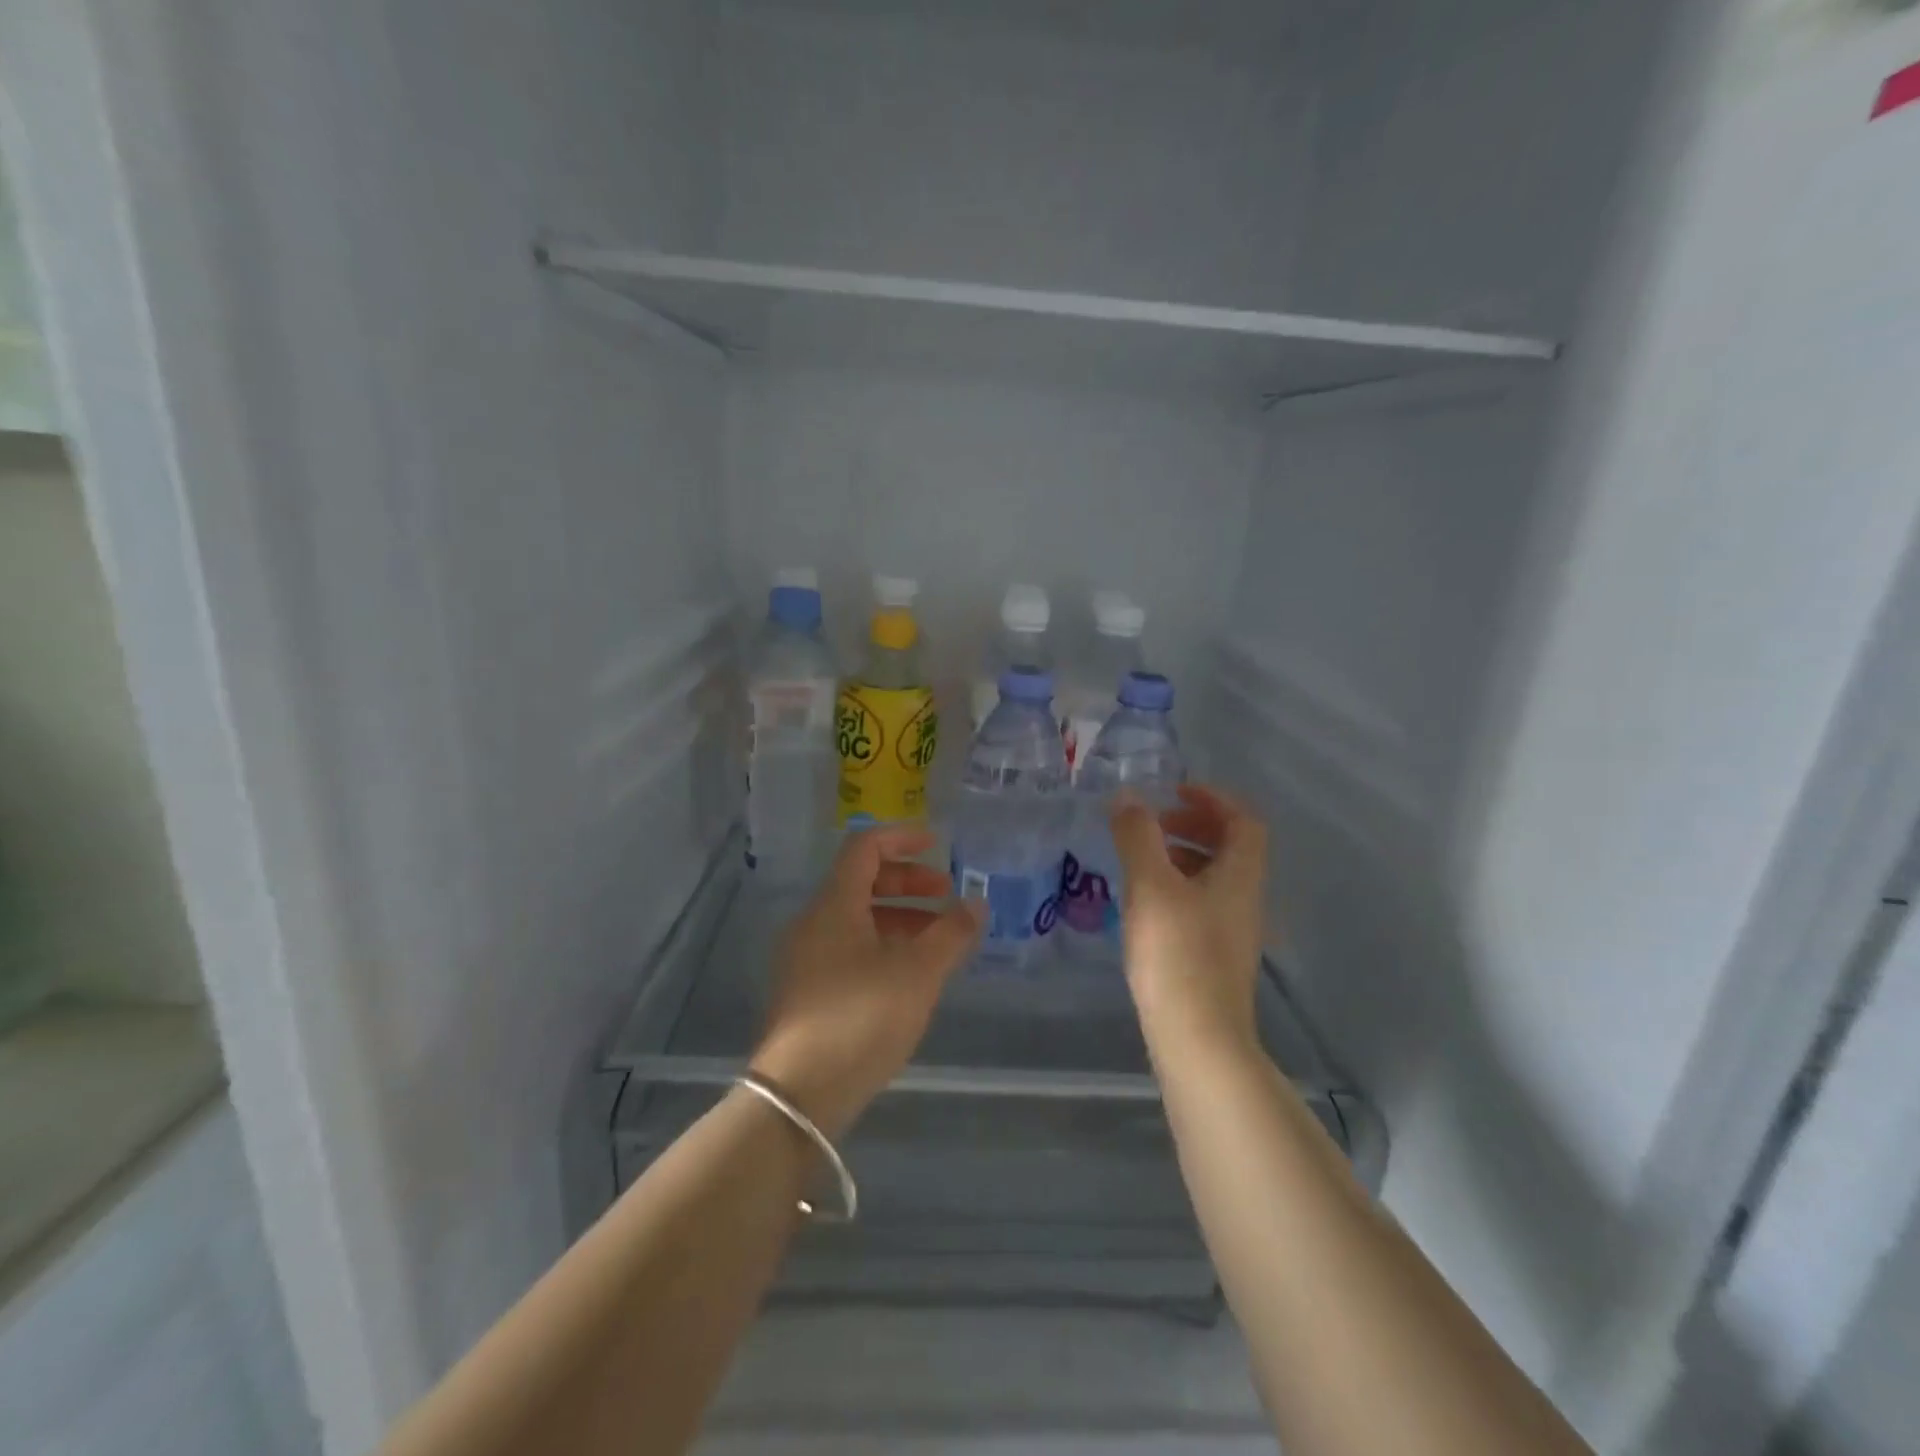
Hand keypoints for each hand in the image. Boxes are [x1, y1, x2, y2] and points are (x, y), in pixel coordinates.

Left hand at [751, 826, 984, 1138]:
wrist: (799, 1094)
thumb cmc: (861, 1018)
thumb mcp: (918, 973)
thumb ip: (951, 933)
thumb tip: (977, 902)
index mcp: (834, 905)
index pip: (865, 848)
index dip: (902, 838)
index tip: (938, 846)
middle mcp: (814, 923)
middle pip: (862, 882)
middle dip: (908, 883)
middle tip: (947, 897)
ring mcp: (806, 959)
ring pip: (857, 919)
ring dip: (900, 918)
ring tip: (939, 940)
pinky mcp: (807, 992)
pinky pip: (849, 949)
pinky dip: (883, 945)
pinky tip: (911, 974)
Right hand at [1110, 783, 1268, 1060]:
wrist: (1197, 1039)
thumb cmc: (1176, 954)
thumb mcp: (1151, 886)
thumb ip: (1138, 836)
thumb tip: (1127, 796)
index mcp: (1240, 875)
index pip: (1244, 820)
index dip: (1213, 798)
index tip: (1173, 791)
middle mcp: (1245, 899)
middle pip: (1231, 847)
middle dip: (1193, 825)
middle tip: (1153, 822)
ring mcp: (1233, 931)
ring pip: (1215, 876)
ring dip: (1183, 856)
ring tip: (1141, 859)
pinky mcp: (1216, 957)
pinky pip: (1202, 903)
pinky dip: (1177, 887)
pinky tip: (1145, 903)